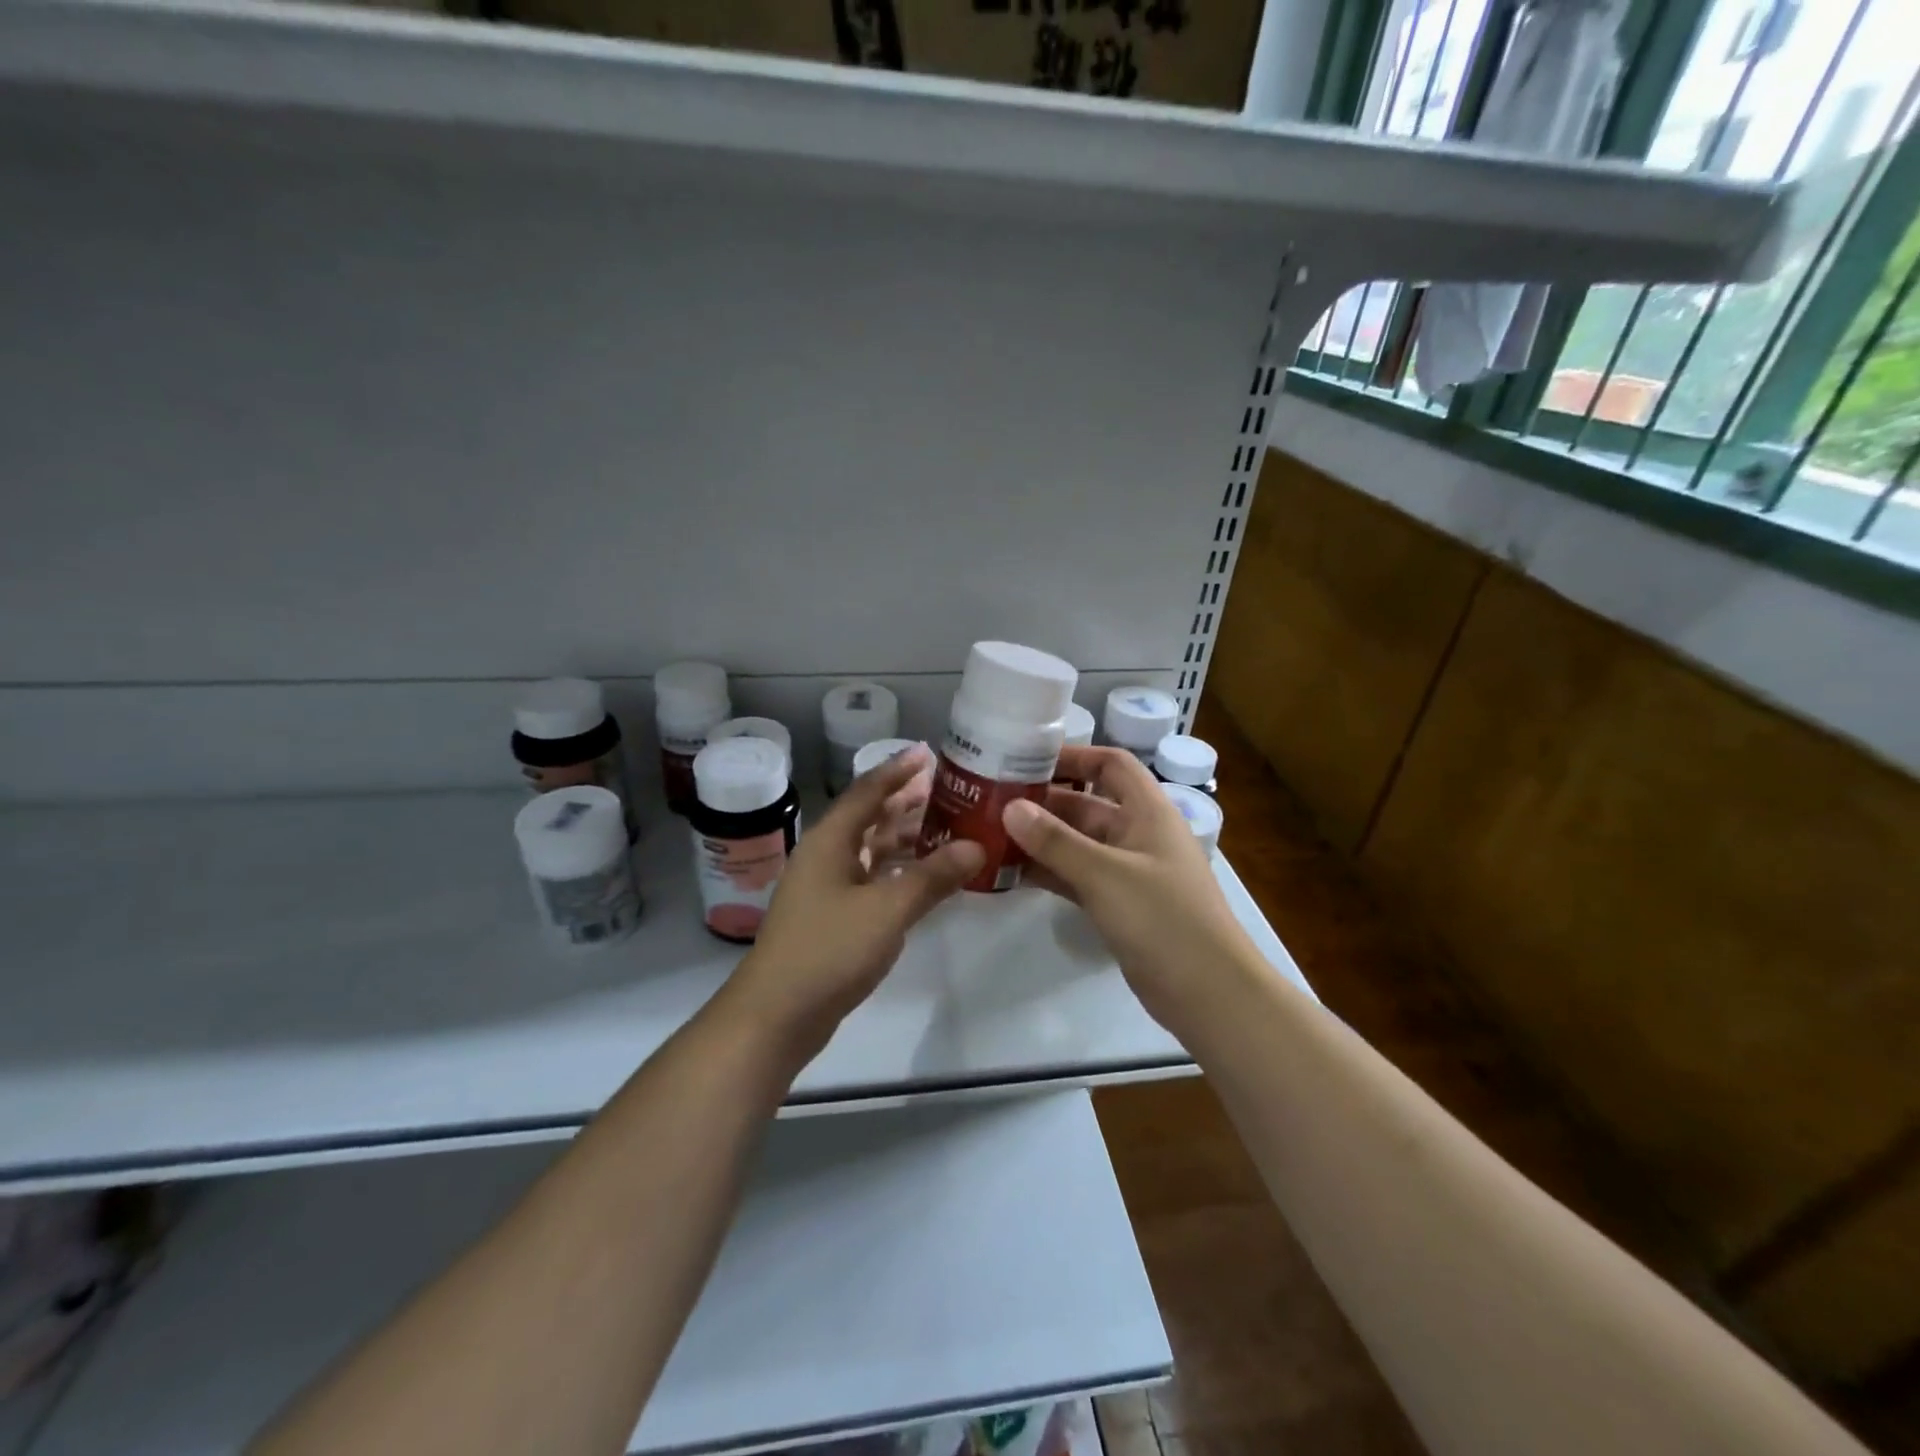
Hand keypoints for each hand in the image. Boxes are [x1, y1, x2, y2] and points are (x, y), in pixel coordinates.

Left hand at [723, 745, 982, 1052]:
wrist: (776, 1015)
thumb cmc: (829, 950)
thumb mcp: (887, 910)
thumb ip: (933, 877)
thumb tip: (976, 846)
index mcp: (830, 841)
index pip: (868, 791)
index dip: (898, 770)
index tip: (929, 752)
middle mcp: (826, 856)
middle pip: (870, 818)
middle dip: (907, 803)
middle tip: (949, 791)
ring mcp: (827, 888)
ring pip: (872, 851)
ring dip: (906, 839)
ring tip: (948, 830)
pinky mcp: (833, 918)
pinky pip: (872, 880)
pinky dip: (899, 873)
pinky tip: (926, 878)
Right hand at [1003, 747, 1255, 1037]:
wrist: (1208, 993)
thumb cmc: (1163, 918)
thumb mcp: (1105, 874)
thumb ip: (1056, 841)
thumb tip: (1010, 807)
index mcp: (1148, 811)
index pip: (1110, 764)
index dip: (1073, 756)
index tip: (1026, 760)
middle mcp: (1138, 834)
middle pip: (1086, 805)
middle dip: (1043, 803)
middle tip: (991, 803)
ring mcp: (1128, 872)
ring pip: (1077, 844)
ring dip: (1041, 840)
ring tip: (991, 836)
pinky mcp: (1118, 905)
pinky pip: (1077, 877)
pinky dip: (1050, 872)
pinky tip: (1012, 873)